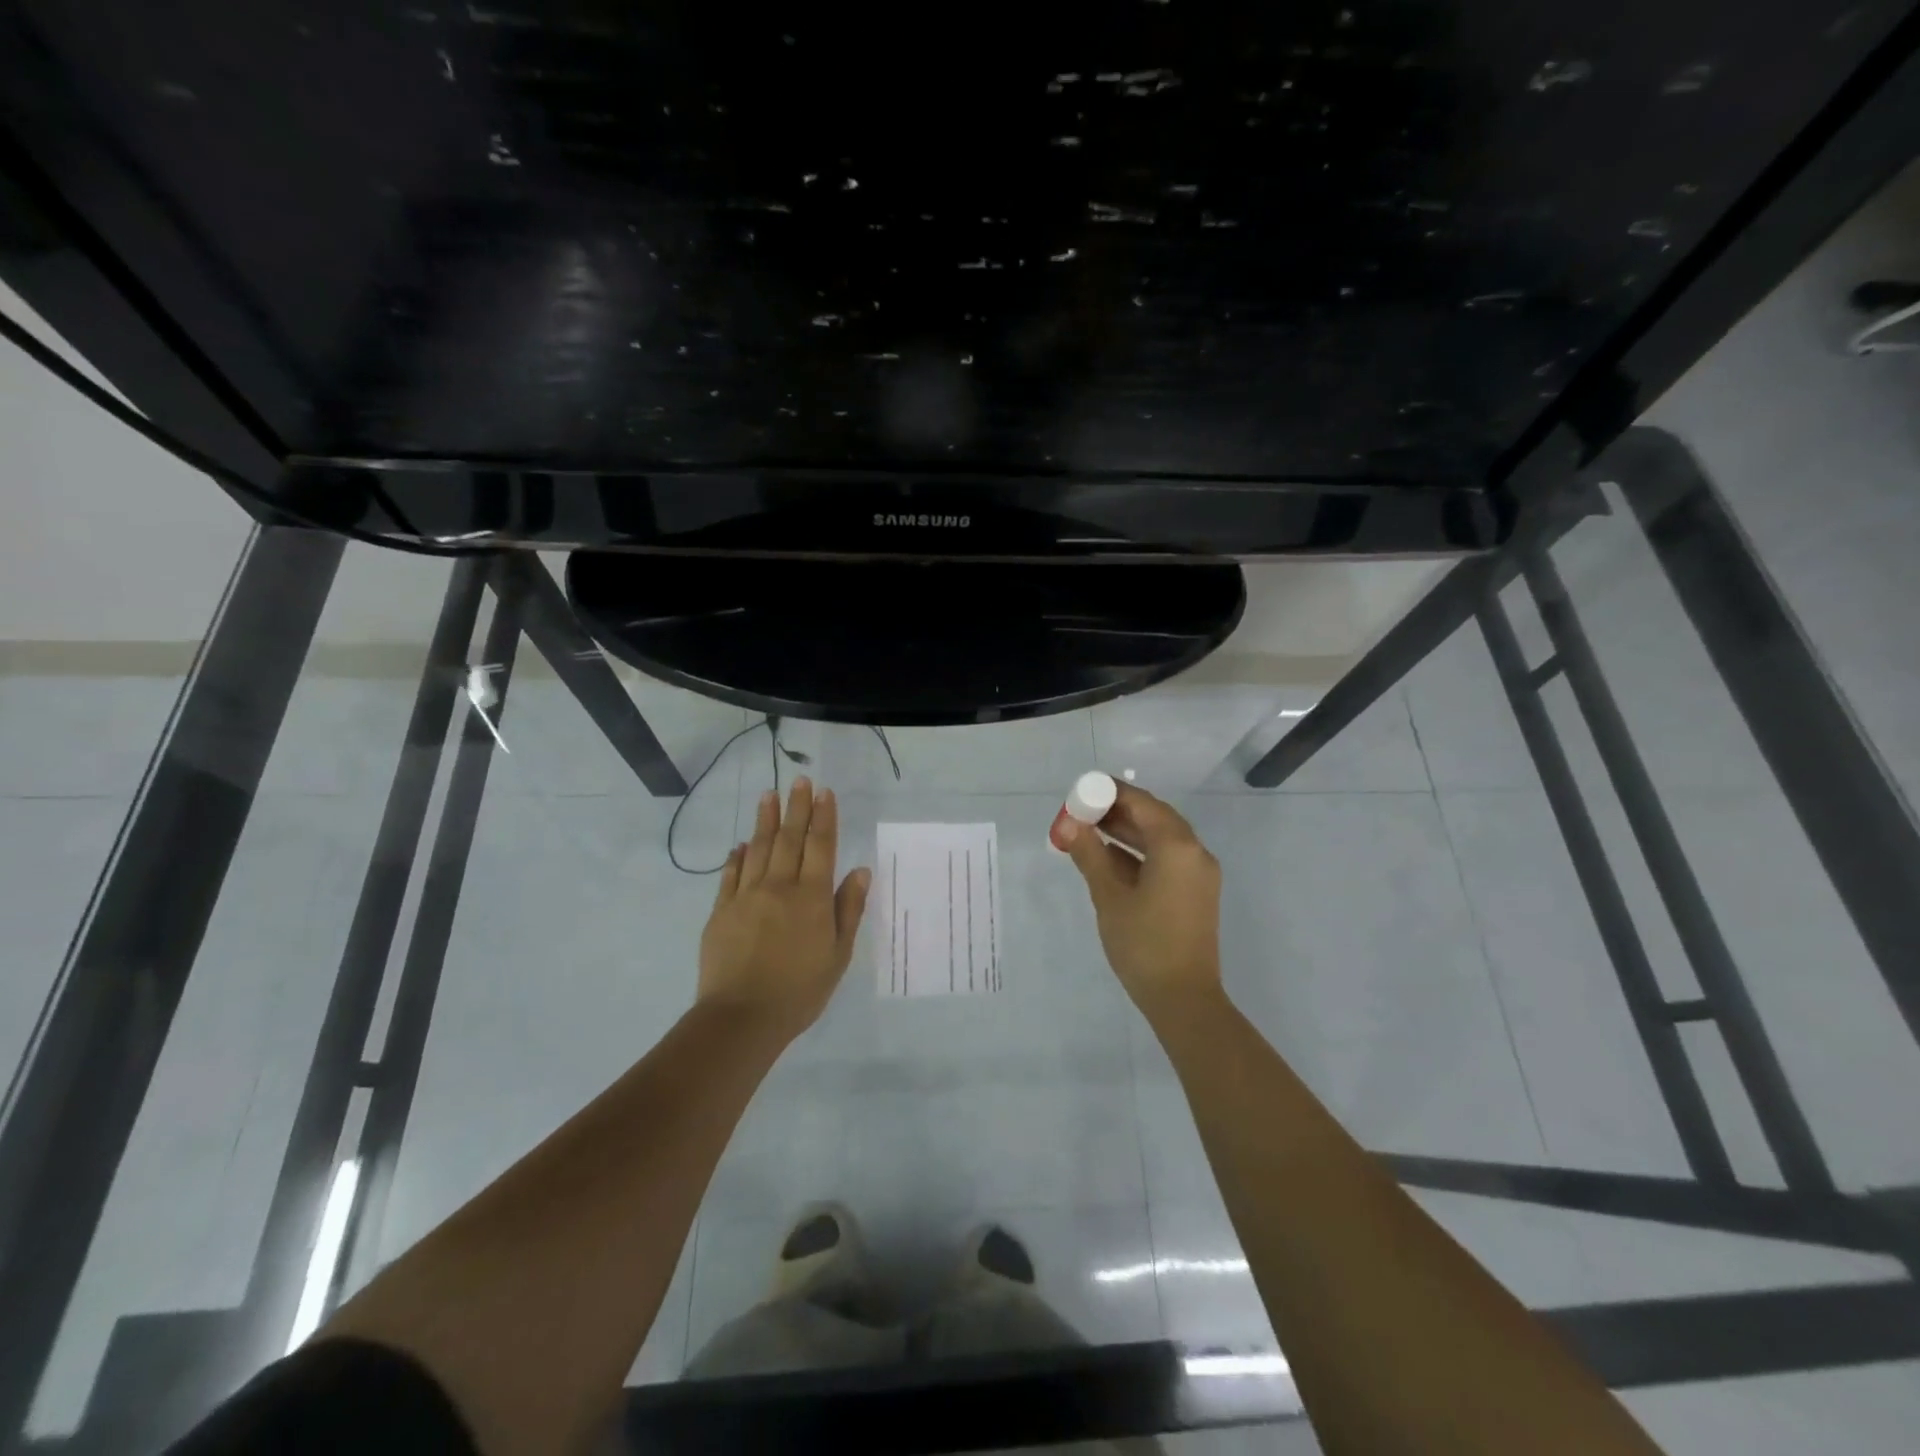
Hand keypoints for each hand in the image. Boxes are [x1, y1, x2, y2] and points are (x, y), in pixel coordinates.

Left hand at [699, 778, 871, 1041]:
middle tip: (799, 780)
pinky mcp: (721, 911)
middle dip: (796, 807)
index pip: (820, 846)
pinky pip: (730, 875)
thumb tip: (860, 870)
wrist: (742, 1017)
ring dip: (765, 820)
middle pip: (789, 839)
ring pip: (757, 849)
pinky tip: (741, 844)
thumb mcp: (838, 955)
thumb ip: (848, 909)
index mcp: (811, 897)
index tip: (824, 792)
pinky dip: (737, 856)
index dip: (824, 817)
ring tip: (769, 795)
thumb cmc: (800, 991)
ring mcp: (746, 896)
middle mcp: (779, 887)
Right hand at [1060, 782, 1222, 1019]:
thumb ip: (1089, 853)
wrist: (1184, 999)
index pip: (1141, 802)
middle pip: (1153, 816)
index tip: (1080, 793)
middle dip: (1116, 811)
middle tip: (1080, 812)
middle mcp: (1195, 852)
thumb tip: (1068, 823)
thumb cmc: (1144, 944)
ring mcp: (1199, 873)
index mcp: (1177, 846)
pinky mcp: (1196, 892)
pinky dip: (1139, 853)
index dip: (1109, 793)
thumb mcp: (1109, 896)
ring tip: (1088, 831)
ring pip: (1160, 838)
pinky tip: (1109, 858)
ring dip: (1126, 832)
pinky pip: (1167, 858)